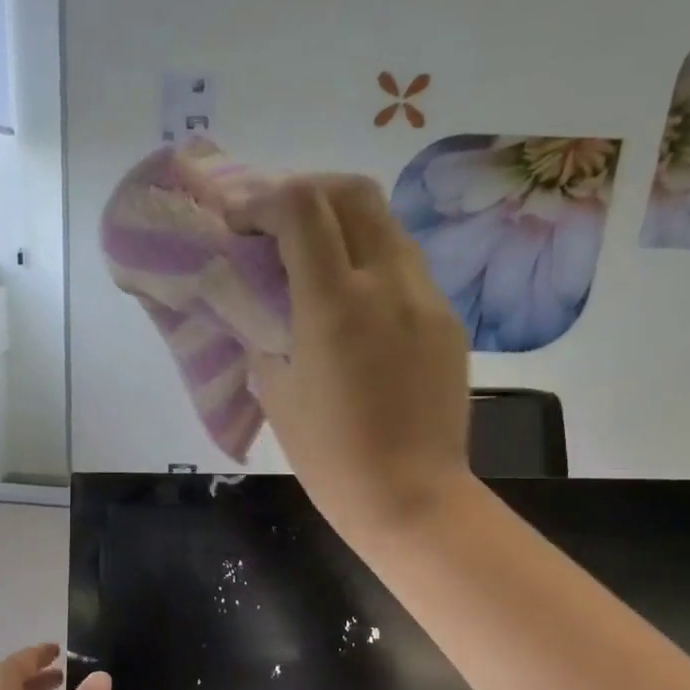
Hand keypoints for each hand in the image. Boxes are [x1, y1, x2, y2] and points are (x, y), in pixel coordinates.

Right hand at [233, 175, 471, 546]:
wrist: (412, 497)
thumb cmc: (330, 456)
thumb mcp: (276, 392)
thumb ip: (264, 333)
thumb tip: (262, 306)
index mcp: (335, 303)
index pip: (302, 208)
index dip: (263, 202)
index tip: (241, 226)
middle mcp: (388, 283)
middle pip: (352, 192)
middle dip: (307, 192)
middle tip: (278, 225)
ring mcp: (427, 298)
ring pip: (386, 224)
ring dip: (344, 224)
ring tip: (315, 259)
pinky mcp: (447, 320)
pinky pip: (407, 267)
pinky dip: (372, 262)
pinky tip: (355, 302)